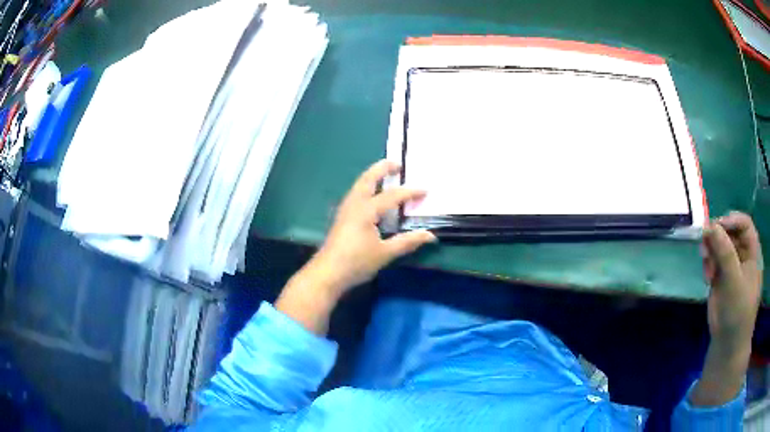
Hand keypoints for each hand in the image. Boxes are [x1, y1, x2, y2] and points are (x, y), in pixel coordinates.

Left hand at [312, 159, 436, 294]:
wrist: (327, 273)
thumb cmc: (356, 262)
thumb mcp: (385, 253)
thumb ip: (407, 242)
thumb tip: (430, 235)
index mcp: (366, 210)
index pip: (392, 196)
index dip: (410, 192)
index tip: (425, 190)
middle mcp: (354, 204)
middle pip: (368, 179)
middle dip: (382, 168)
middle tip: (397, 163)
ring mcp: (345, 209)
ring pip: (359, 184)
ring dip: (373, 175)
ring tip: (386, 173)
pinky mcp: (341, 216)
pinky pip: (356, 193)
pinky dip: (366, 186)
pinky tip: (372, 194)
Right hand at [701, 211, 762, 345]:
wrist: (728, 345)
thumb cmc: (738, 312)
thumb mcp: (734, 282)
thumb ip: (725, 253)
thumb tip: (710, 226)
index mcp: (752, 252)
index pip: (744, 224)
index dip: (732, 220)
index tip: (716, 225)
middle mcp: (743, 256)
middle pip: (731, 233)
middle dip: (718, 235)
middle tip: (704, 242)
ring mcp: (732, 268)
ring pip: (720, 246)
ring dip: (711, 250)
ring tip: (706, 264)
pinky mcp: (721, 279)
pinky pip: (714, 261)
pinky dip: (708, 264)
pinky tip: (707, 276)